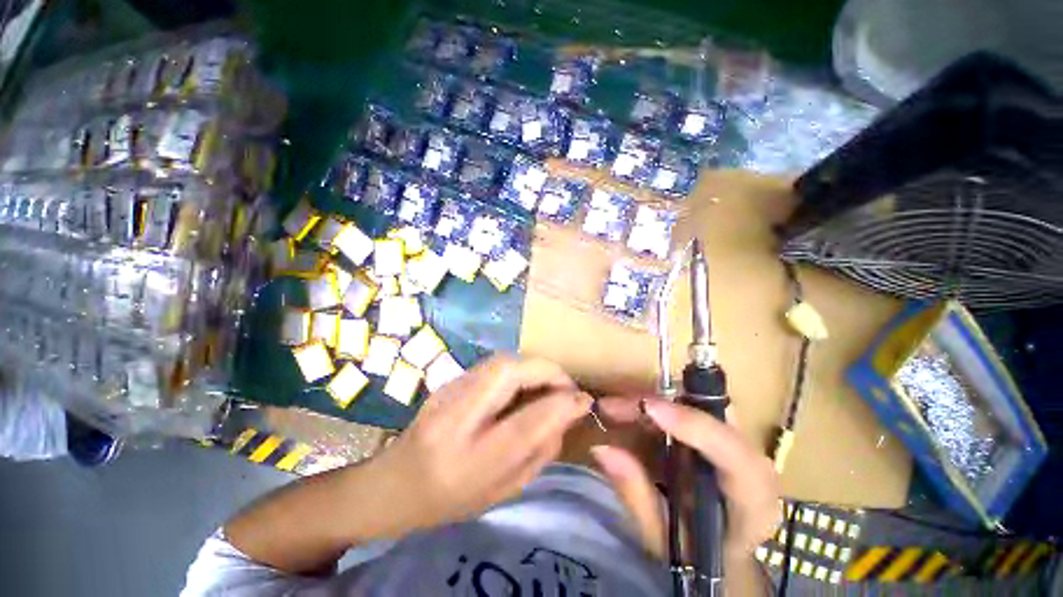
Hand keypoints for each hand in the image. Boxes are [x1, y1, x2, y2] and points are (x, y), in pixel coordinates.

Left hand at [365, 354, 591, 535]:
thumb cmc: (450, 500)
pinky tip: (523, 385)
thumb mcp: (502, 491)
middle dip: (546, 370)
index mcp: (467, 461)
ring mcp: (447, 392)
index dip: (560, 404)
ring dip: (533, 367)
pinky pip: (493, 365)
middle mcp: (454, 418)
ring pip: (501, 361)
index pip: (524, 423)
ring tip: (548, 385)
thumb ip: (539, 451)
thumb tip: (568, 413)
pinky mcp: (449, 380)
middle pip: (508, 371)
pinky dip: (518, 369)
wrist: (394, 484)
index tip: (584, 400)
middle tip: (565, 386)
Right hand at [592, 398, 779, 558]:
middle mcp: (753, 464)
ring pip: (697, 402)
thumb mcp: (662, 537)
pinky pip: (688, 406)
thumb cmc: (695, 557)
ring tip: (613, 408)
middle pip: (713, 415)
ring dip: (653, 401)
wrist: (723, 559)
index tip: (649, 408)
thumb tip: (601, 449)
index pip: (734, 454)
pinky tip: (629, 413)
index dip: (692, 425)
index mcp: (753, 502)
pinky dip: (656, 406)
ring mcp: (739, 443)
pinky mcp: (721, 433)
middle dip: (660, 403)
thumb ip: (636, 494)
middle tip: (613, 407)